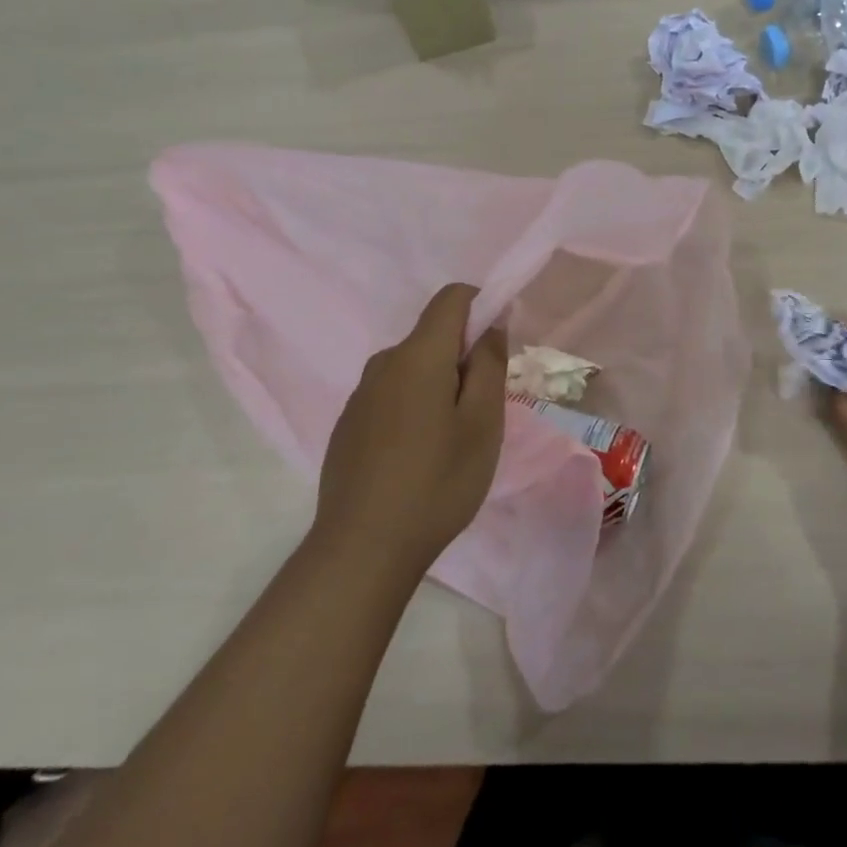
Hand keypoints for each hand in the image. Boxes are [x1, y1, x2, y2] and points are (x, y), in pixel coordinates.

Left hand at [313, 284, 507, 577]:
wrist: (363, 549)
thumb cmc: (437, 483)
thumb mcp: (483, 424)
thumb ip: (490, 365)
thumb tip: (491, 324)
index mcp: (418, 355)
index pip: (452, 297)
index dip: (483, 307)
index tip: (498, 350)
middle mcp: (383, 363)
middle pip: (433, 336)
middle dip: (464, 358)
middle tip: (482, 413)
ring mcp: (360, 395)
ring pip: (412, 369)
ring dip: (439, 386)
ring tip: (451, 441)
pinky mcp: (348, 425)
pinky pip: (391, 396)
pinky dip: (414, 408)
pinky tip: (417, 458)